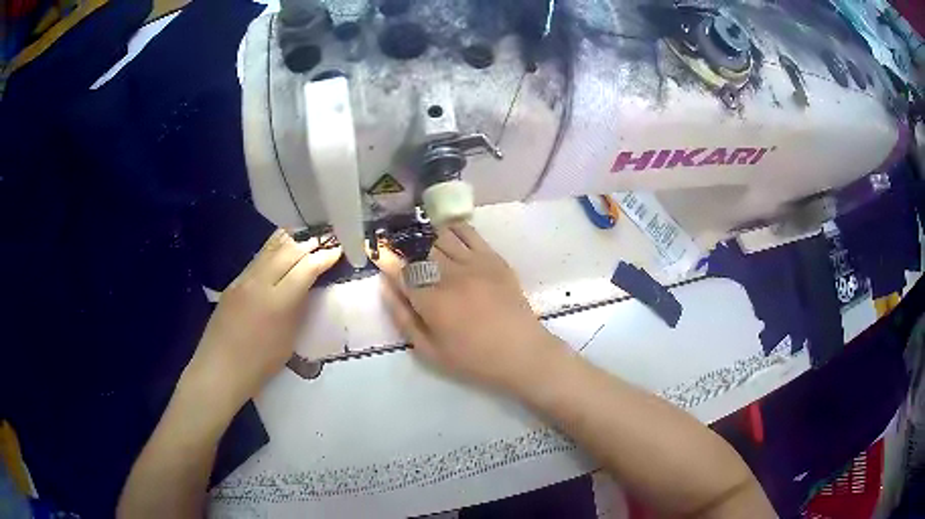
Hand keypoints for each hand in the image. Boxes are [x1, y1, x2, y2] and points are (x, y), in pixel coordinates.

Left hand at [180, 229, 341, 419]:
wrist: (220, 370)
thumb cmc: (259, 365)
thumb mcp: (288, 340)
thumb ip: (297, 309)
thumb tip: (305, 289)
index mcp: (278, 302)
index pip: (306, 268)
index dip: (324, 257)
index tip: (337, 251)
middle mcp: (259, 283)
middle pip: (288, 251)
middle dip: (309, 244)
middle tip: (325, 243)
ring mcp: (243, 280)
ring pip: (270, 249)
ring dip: (291, 242)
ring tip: (305, 241)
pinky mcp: (233, 282)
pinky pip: (257, 259)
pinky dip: (273, 252)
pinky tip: (280, 256)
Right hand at [373, 223, 566, 391]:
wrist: (522, 352)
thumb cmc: (474, 359)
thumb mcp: (430, 351)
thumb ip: (404, 319)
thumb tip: (387, 288)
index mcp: (432, 302)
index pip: (401, 271)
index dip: (386, 258)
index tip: (378, 251)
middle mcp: (451, 276)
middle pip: (419, 249)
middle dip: (404, 246)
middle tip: (398, 247)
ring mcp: (474, 263)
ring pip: (441, 237)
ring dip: (426, 238)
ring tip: (420, 242)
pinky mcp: (493, 258)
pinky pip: (468, 232)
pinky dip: (452, 230)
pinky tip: (447, 236)